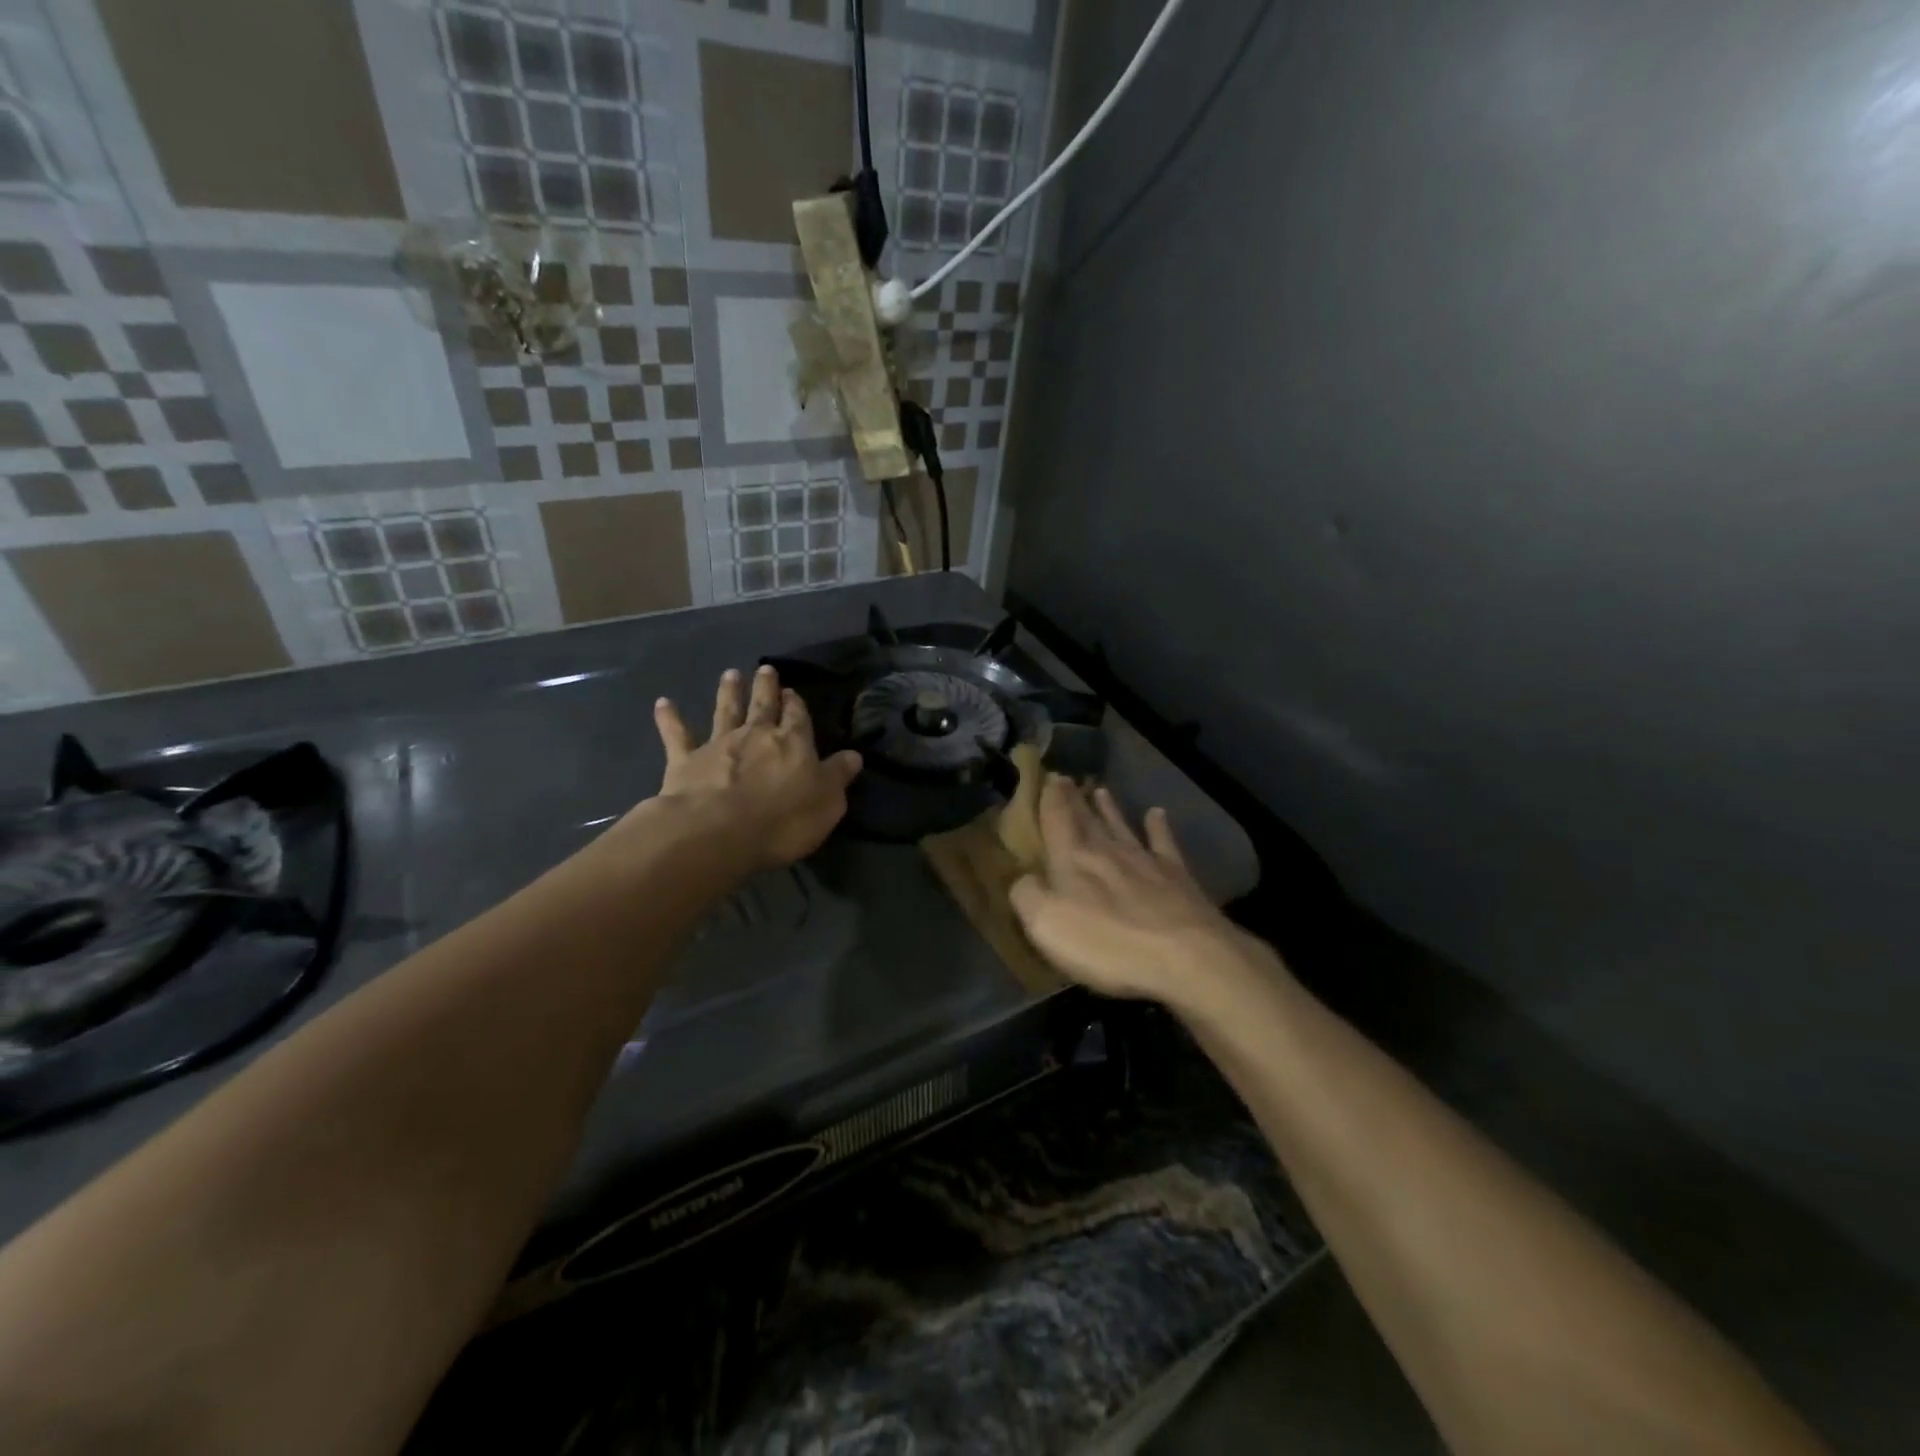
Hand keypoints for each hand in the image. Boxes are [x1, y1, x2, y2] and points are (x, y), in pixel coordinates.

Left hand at [650, 665, 862, 869]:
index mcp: (793, 743)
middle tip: (765, 669)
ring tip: (730, 673)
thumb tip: (853, 756)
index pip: (797, 717)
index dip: (796, 705)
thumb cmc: (782, 820)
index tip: (792, 693)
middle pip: (762, 706)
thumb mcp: (827, 803)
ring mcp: (718, 745)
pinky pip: (677, 735)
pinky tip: (663, 703)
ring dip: (728, 692)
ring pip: (725, 712)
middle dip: (766, 687)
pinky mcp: (685, 761)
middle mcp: (756, 735)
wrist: (717, 831)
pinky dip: (670, 718)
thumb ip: (838, 776)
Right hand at [1009, 775, 1276, 1005]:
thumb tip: (1021, 878)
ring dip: (1109, 809)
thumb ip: (1026, 894)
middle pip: (1087, 820)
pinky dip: (1158, 827)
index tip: (1048, 775)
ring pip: (1122, 827)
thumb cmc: (1106, 943)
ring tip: (1100, 790)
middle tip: (1066, 778)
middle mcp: (1107, 851)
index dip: (1050, 798)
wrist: (1184, 956)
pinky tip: (1157, 814)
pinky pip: (1164, 843)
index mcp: (1072, 860)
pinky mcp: (1177, 877)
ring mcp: (1145, 861)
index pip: (1057, 819)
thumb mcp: (1045, 923)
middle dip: (1074, 799)